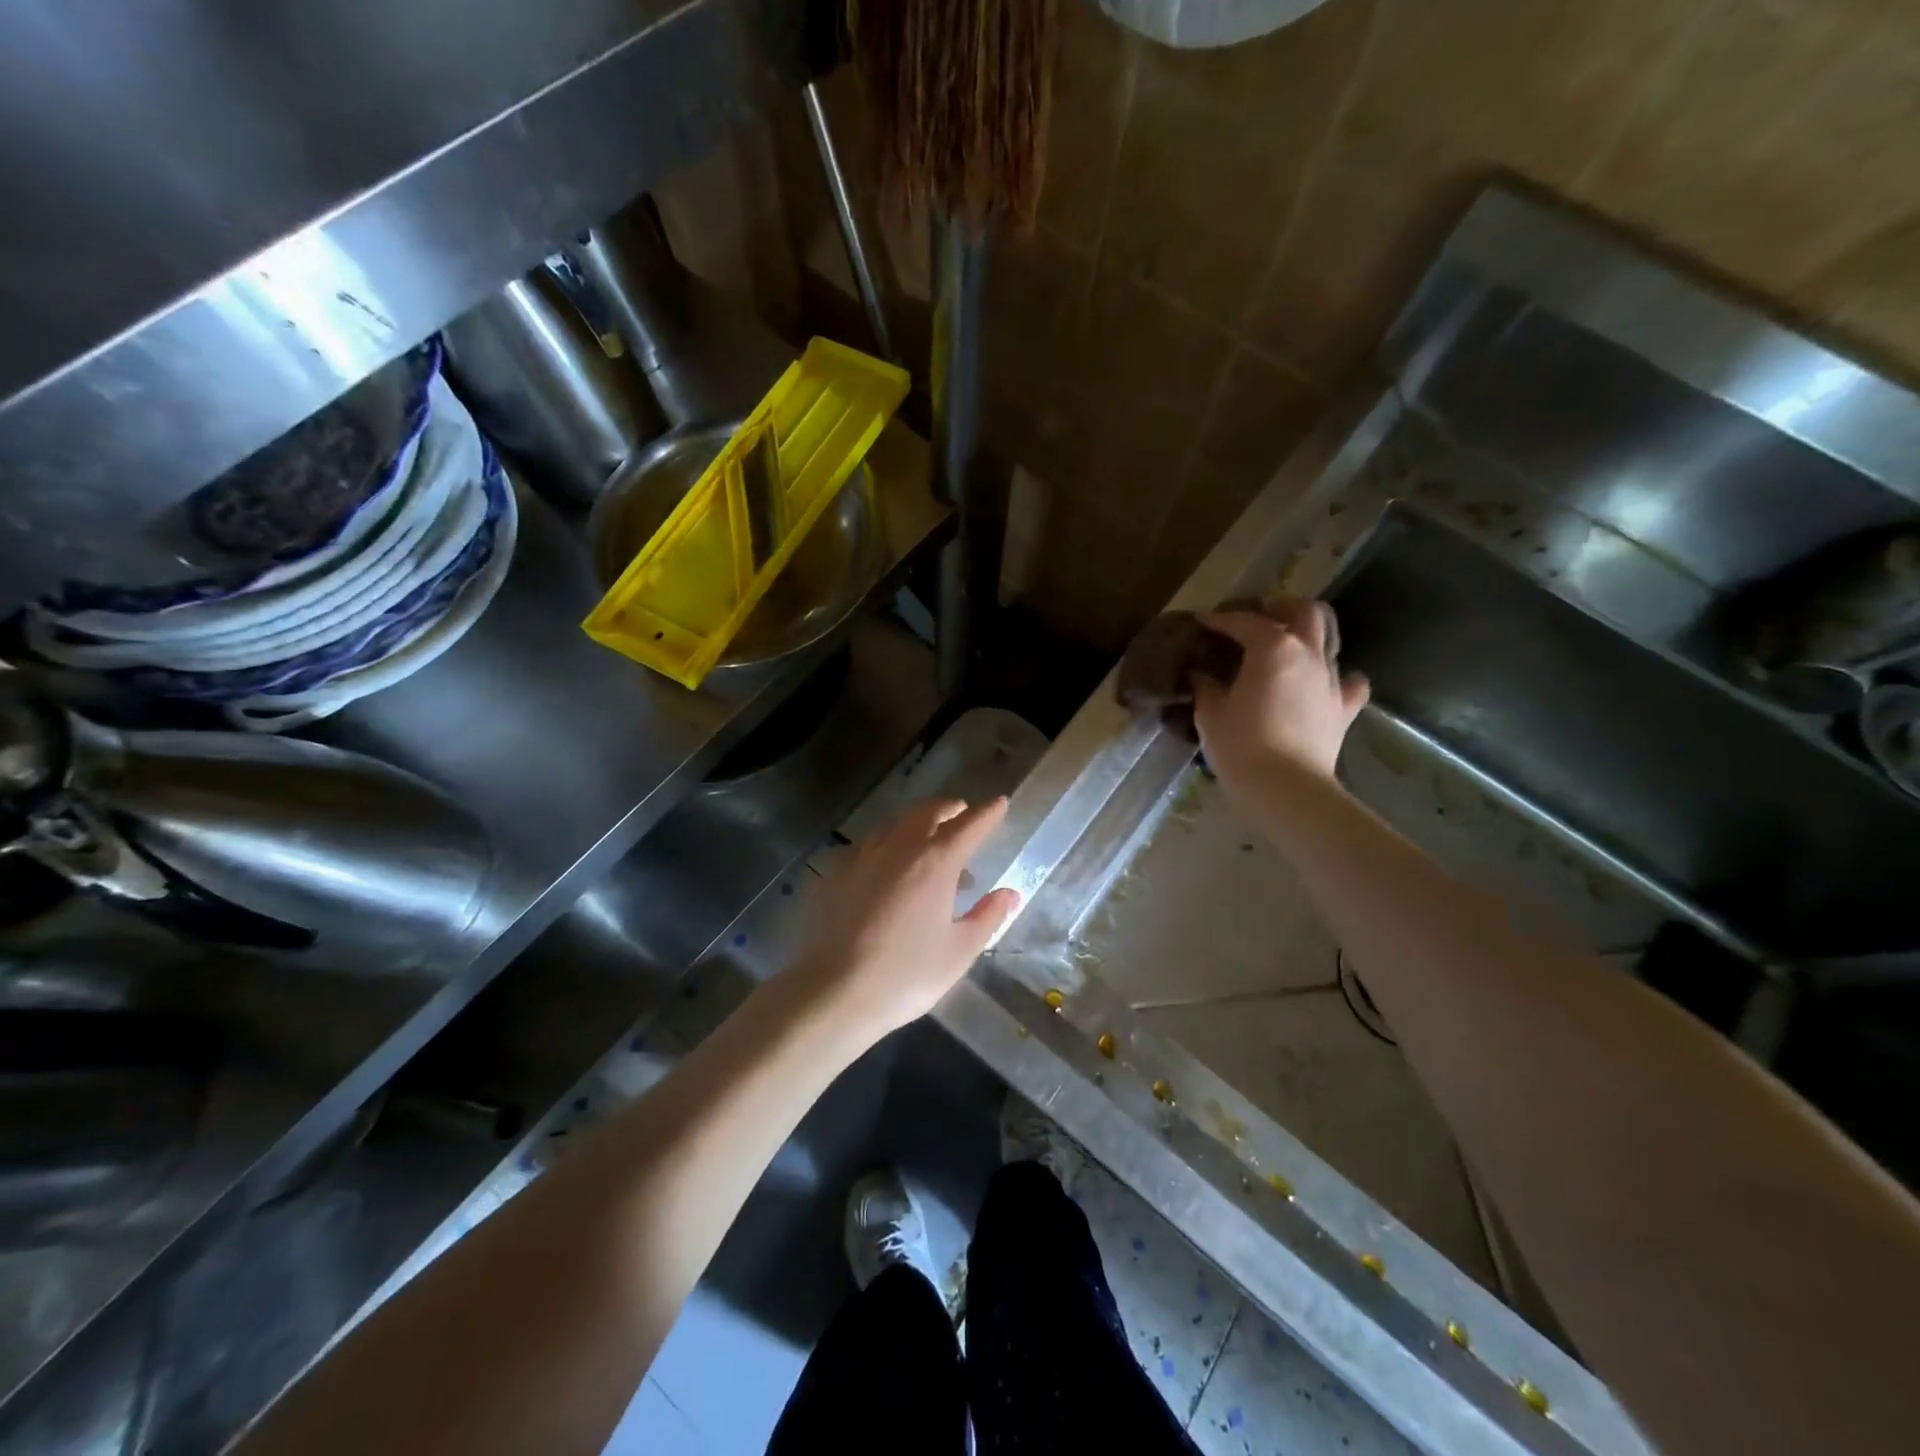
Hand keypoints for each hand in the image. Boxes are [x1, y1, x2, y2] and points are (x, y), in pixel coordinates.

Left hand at [790, 798, 1020, 1039]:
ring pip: (893, 824)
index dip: (987, 813)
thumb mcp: (959, 951)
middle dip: (948, 808)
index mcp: (936, 862)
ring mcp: (862, 857)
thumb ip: (987, 917)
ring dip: (914, 823)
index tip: (999, 803)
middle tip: (961, 813)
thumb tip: (1010, 894)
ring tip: (924, 840)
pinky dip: (883, 846)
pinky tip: (883, 867)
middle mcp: (899, 848)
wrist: (835, 991)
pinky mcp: (834, 874)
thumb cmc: (907, 975)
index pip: (969, 825)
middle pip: (927, 813)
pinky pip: (865, 846)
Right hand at [1192, 599, 1369, 788]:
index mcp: (1273, 647)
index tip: (1203, 622)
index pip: (1244, 621)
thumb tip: (1200, 675)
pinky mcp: (1344, 708)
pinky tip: (1320, 684)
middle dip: (1280, 608)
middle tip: (1258, 620)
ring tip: (1285, 648)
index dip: (1220, 619)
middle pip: (1304, 611)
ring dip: (1307, 635)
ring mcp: (1332, 679)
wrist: (1287, 789)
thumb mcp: (1210, 714)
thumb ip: (1206, 687)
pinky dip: (1336, 676)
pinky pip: (1349, 681)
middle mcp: (1308, 653)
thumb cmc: (1241, 746)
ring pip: (1329, 638)